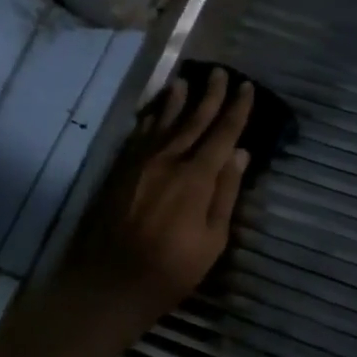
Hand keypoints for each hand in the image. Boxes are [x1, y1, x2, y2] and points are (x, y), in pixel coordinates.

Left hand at [59, 67, 254, 339]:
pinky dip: (149, 121)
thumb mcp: (213, 240)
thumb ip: (225, 193)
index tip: (247, 87)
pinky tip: (152, 114)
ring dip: (176, 101)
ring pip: (162, 123)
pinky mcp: (120, 172)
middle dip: (209, 96)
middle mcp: (168, 160)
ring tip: (184, 82)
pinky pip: (138, 136)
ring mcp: (140, 164)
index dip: (237, 109)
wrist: (110, 283)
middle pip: (193, 120)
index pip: (222, 134)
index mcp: (196, 177)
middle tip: (220, 73)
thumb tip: (240, 155)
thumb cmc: (171, 269)